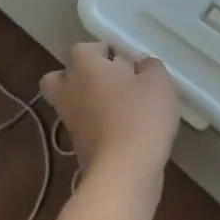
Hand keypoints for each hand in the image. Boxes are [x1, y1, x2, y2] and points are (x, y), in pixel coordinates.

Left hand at [41, 42, 181, 179]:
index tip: (129, 64)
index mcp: (84, 66)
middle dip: (79, 77)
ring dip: (90, 103)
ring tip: (122, 108)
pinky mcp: (77, 147)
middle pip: (61, 76)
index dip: (107, 53)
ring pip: (71, 103)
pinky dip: (97, 127)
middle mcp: (69, 90)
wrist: (124, 171)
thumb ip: (151, 67)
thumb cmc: (140, 116)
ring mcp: (69, 121)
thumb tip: (141, 66)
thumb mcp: (159, 82)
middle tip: (109, 82)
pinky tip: (125, 131)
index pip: (85, 48)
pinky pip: (84, 127)